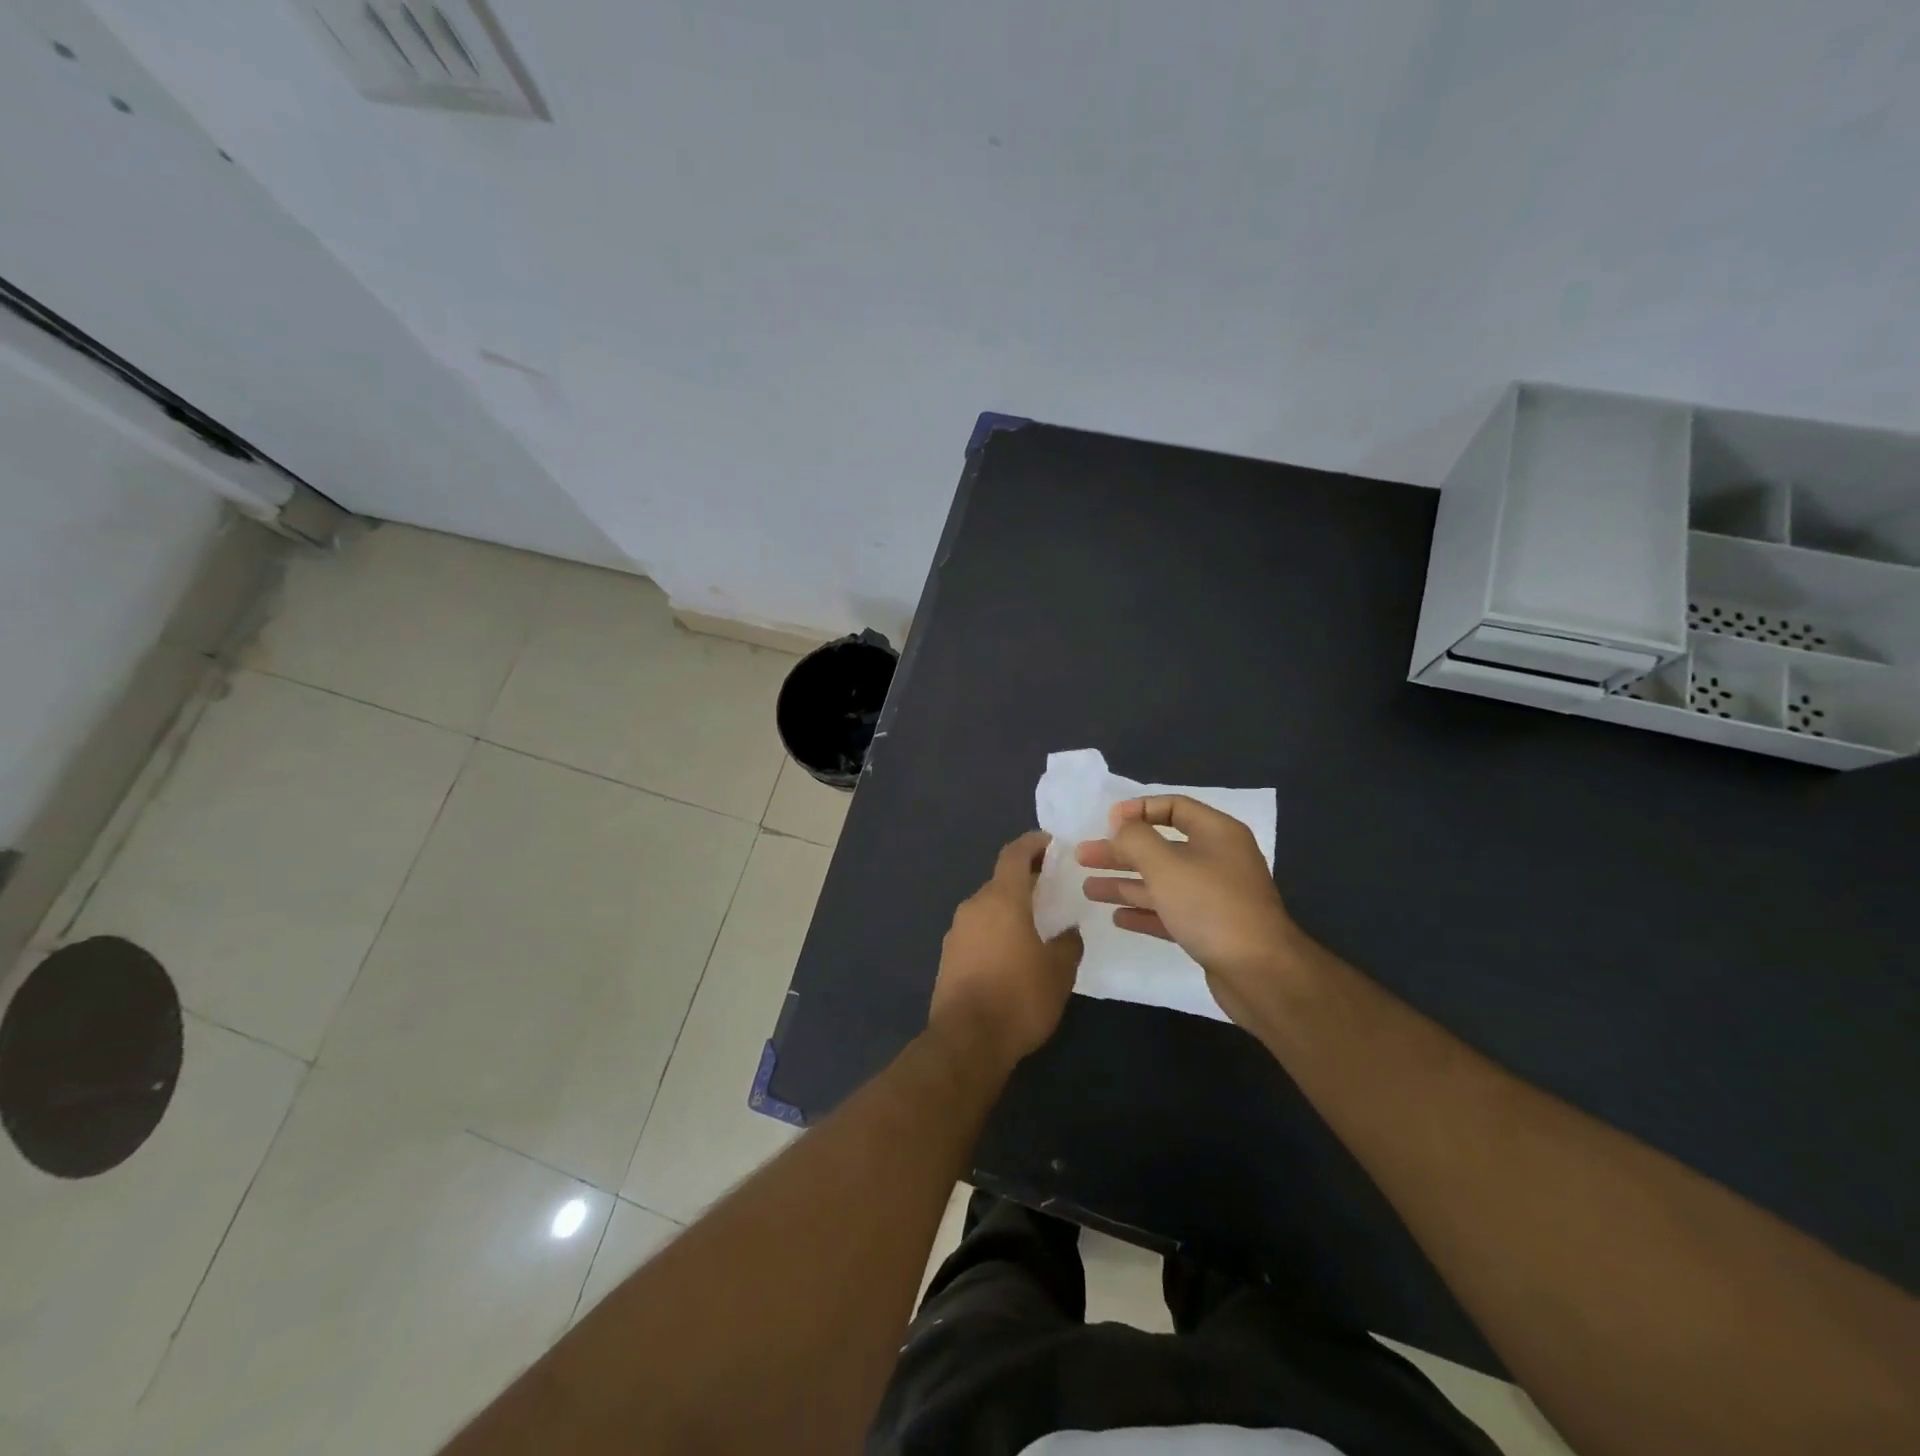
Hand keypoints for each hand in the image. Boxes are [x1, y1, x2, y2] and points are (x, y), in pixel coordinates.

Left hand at [928, 831, 1083, 1068]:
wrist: (966, 1041)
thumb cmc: (1018, 997)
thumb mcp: (1058, 971)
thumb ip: (1067, 943)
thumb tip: (1068, 932)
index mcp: (1001, 899)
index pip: (1014, 855)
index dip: (1032, 844)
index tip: (1051, 843)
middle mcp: (974, 907)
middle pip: (1001, 881)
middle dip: (1026, 881)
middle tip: (1053, 890)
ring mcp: (957, 932)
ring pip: (988, 908)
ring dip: (1011, 908)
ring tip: (1037, 925)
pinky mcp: (949, 957)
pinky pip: (978, 931)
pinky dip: (997, 931)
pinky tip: (1014, 953)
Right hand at [1076, 796, 1305, 1030]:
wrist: (1260, 973)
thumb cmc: (1210, 906)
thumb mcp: (1165, 864)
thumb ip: (1136, 839)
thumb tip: (1122, 826)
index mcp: (1216, 833)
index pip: (1174, 807)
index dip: (1138, 810)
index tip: (1106, 822)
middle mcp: (1218, 860)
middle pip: (1161, 847)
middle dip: (1121, 851)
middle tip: (1083, 856)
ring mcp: (1215, 896)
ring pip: (1162, 882)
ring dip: (1125, 883)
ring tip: (1088, 889)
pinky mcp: (1210, 929)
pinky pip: (1170, 912)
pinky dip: (1144, 911)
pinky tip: (1117, 917)